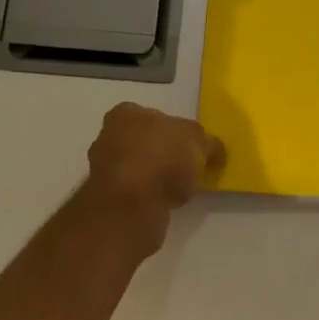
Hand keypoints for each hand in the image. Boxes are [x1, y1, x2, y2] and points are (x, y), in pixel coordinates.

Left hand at [83, 103, 224, 252]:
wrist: (131, 205)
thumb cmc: (162, 158)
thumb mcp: (199, 142)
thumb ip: (208, 143)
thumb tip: (214, 150)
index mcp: (126, 114)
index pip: (153, 116)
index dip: (175, 131)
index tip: (191, 148)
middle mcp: (108, 137)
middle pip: (143, 142)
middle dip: (163, 154)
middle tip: (187, 169)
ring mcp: (104, 170)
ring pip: (137, 169)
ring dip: (155, 178)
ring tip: (178, 190)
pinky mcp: (108, 199)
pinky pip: (135, 193)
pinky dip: (149, 197)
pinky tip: (164, 204)